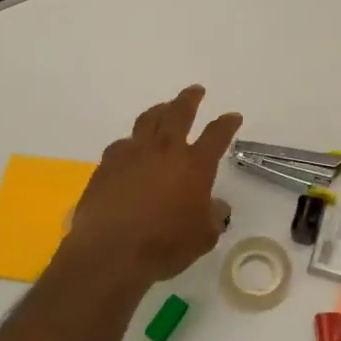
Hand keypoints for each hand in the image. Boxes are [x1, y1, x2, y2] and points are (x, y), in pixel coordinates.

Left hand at [65, 85, 239, 282]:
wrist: (111, 251)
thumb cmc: (164, 245)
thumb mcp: (203, 237)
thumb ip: (213, 216)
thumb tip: (216, 206)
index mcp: (194, 165)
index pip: (216, 136)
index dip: (226, 124)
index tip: (233, 116)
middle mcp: (164, 150)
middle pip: (179, 113)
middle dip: (190, 99)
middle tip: (196, 90)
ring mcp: (132, 153)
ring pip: (148, 120)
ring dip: (160, 110)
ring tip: (164, 107)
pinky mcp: (107, 164)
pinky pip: (122, 143)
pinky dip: (132, 141)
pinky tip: (131, 147)